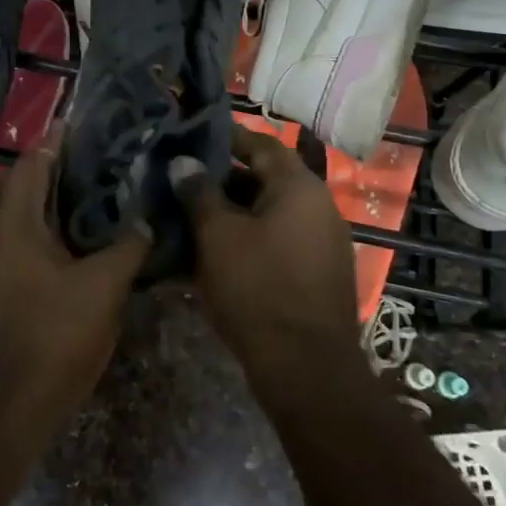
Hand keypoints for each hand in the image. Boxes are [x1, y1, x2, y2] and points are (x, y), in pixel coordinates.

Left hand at [0, 126, 151, 422]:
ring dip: (11, 210)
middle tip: (55, 171)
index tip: (69, 125)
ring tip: (51, 212)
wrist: (1, 408)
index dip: (49, 143)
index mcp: (14, 227)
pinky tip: (45, 261)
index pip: (28, 168)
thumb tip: (147, 221)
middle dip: (18, 174)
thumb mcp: (103, 289)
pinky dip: (13, 245)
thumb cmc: (51, 335)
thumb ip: (127, 250)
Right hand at [171, 124, 360, 386]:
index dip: (225, 137)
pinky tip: (215, 255)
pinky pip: (278, 242)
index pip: (260, 143)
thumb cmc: (258, 287)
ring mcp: (322, 242)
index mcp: (299, 187)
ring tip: (190, 218)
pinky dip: (248, 241)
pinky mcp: (318, 274)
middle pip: (265, 179)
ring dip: (232, 214)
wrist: (307, 369)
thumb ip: (199, 193)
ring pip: (269, 214)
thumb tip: (184, 162)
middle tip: (182, 182)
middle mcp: (318, 207)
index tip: (192, 135)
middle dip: (222, 180)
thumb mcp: (217, 236)